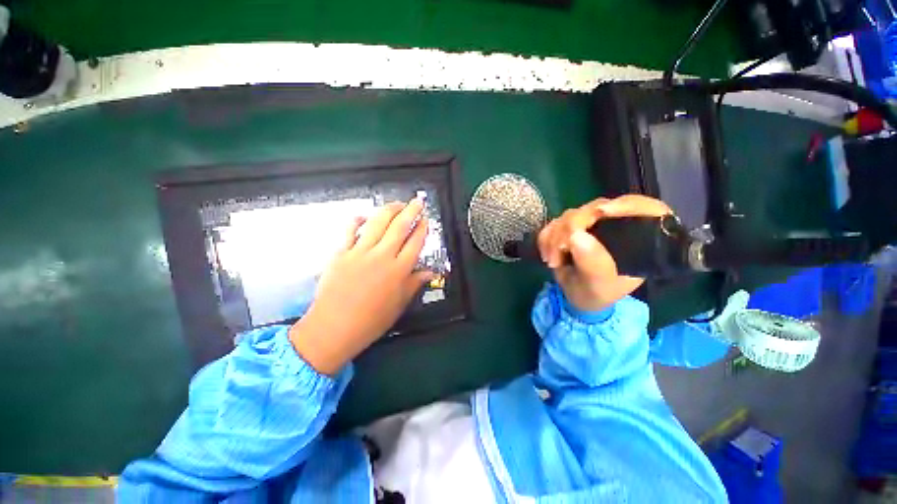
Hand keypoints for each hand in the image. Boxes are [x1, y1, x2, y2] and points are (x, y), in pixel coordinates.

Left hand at [289, 198, 433, 374]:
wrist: (334, 328)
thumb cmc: (371, 320)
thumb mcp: (399, 304)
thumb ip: (414, 284)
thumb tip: (430, 273)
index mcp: (399, 270)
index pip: (415, 242)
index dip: (422, 229)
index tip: (426, 220)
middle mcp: (382, 256)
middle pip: (400, 226)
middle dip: (411, 210)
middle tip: (417, 201)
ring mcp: (360, 252)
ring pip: (378, 223)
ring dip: (389, 210)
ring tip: (397, 204)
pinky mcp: (341, 253)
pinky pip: (350, 230)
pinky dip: (357, 220)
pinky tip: (364, 216)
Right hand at [537, 195, 671, 312]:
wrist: (578, 298)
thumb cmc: (598, 294)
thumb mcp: (599, 286)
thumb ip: (593, 264)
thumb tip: (575, 235)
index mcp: (640, 237)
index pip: (642, 208)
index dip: (624, 205)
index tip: (602, 212)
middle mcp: (616, 224)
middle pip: (596, 208)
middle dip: (572, 228)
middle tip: (560, 251)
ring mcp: (590, 223)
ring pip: (570, 215)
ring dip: (555, 237)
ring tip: (553, 262)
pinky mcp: (570, 226)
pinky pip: (554, 223)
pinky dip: (546, 238)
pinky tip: (548, 255)